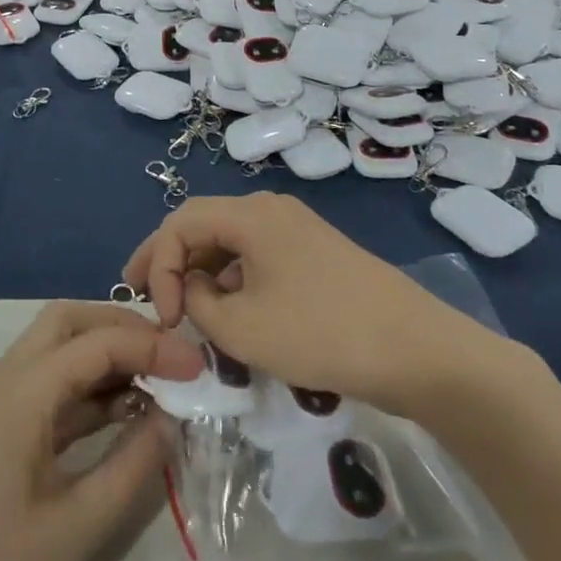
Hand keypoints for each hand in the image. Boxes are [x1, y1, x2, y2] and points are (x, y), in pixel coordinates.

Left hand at [0, 303, 200, 560]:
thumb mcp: (68, 533)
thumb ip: (128, 469)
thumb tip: (170, 419)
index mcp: (19, 391)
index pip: (98, 342)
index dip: (154, 348)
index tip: (200, 366)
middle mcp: (0, 381)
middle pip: (66, 323)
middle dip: (121, 328)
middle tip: (169, 357)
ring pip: (51, 353)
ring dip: (100, 357)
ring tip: (152, 385)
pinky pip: (39, 390)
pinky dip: (80, 391)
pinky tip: (111, 419)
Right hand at [122, 192, 494, 415]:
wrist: (414, 349)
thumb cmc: (320, 333)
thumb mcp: (242, 328)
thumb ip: (197, 304)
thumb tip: (191, 289)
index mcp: (251, 215)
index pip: (181, 222)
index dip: (158, 263)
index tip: (160, 315)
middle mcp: (271, 210)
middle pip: (205, 225)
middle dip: (171, 261)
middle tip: (145, 297)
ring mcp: (297, 231)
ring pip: (232, 243)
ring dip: (202, 274)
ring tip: (185, 313)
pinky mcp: (314, 255)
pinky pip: (258, 258)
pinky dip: (234, 282)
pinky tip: (231, 316)